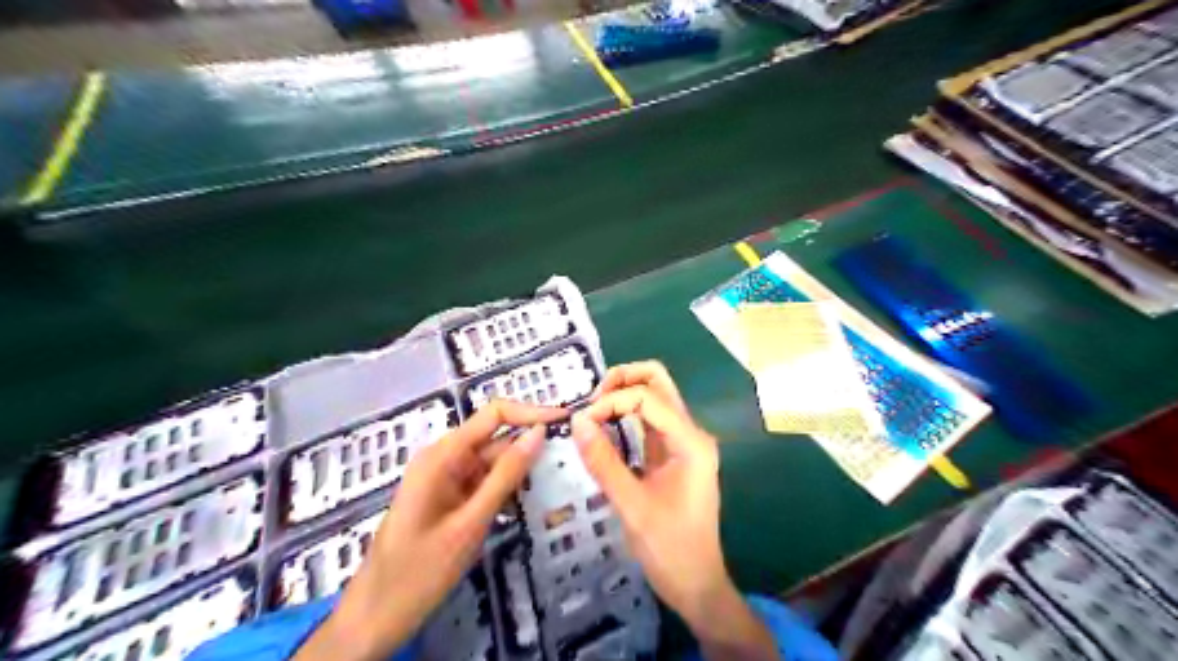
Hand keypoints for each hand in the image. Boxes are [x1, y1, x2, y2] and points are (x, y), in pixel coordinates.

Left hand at [300, 401, 565, 660]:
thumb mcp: (470, 523)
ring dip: (520, 469)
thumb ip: (506, 476)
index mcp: (442, 455)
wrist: (374, 618)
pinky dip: (506, 488)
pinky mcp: (450, 498)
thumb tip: (539, 433)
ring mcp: (446, 479)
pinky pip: (484, 482)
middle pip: (495, 438)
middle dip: (530, 444)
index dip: (530, 413)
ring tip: (556, 478)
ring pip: (493, 461)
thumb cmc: (419, 571)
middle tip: (571, 458)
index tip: (566, 421)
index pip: (494, 414)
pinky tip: (527, 499)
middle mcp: (444, 458)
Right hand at [573, 362, 779, 660]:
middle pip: (658, 382)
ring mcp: (683, 442)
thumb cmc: (670, 549)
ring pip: (655, 396)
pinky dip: (627, 413)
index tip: (582, 422)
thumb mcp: (632, 507)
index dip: (611, 401)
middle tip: (592, 400)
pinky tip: (605, 424)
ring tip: (594, 410)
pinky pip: (650, 419)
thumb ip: (604, 462)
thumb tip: (577, 421)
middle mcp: (691, 433)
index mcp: (690, 442)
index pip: (648, 397)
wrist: (697, 584)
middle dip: (623, 380)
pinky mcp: (673, 453)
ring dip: (624, 393)